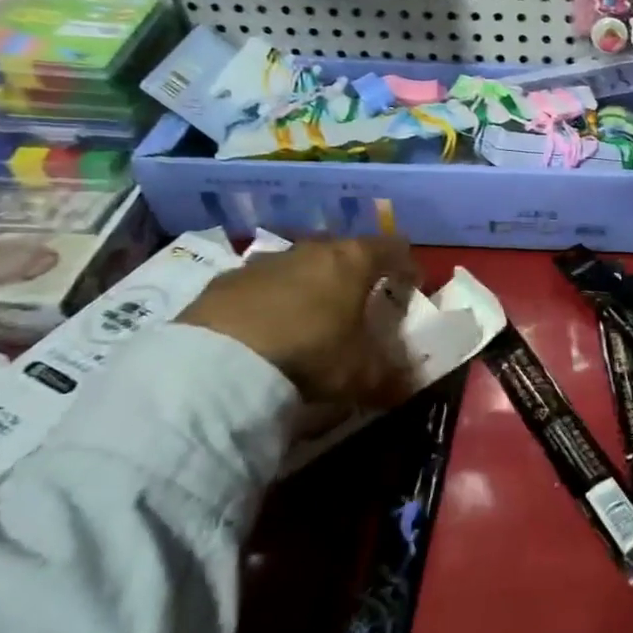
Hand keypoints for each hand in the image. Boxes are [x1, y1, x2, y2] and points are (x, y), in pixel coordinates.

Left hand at [181, 239, 420, 434]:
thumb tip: (409, 383)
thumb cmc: (311, 354)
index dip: (406, 265)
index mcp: (353, 260)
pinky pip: (262, 284)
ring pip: (301, 265)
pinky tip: (266, 328)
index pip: (392, 248)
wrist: (219, 361)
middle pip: (345, 251)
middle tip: (360, 301)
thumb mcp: (361, 374)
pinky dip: (272, 300)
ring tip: (311, 317)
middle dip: (356, 273)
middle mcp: (312, 249)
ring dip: (311, 285)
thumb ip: (390, 375)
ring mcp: (267, 260)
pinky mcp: (227, 279)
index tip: (412, 284)